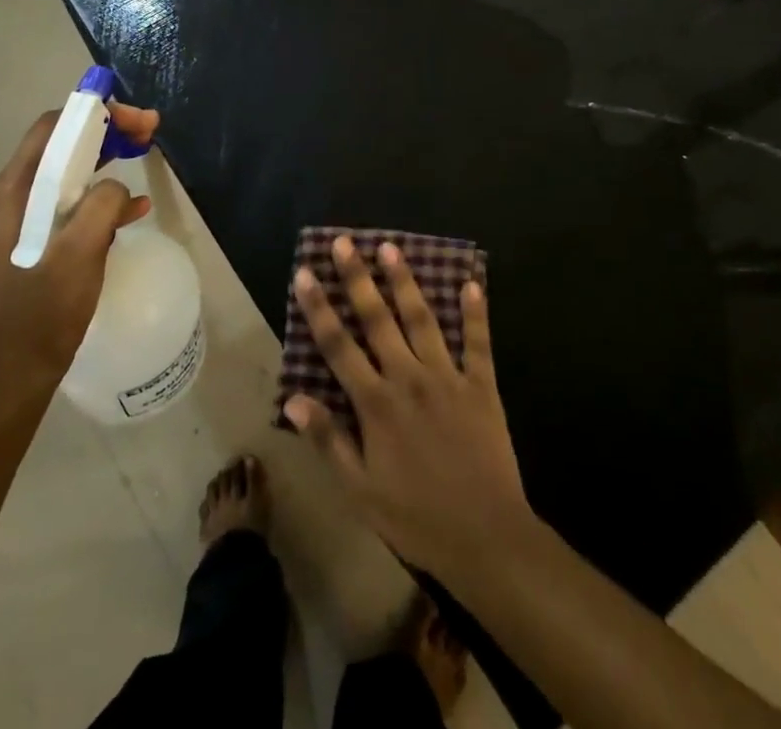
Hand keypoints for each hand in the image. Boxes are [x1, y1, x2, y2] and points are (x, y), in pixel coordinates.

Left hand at [0, 102, 160, 383]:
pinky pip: (73, 204)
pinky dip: (103, 197)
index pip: (54, 128)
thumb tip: (118, 189)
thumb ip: (101, 205)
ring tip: (146, 154)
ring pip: (70, 173)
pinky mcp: (38, 242)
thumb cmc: (41, 311)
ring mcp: (24, 220)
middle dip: (107, 131)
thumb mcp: (78, 253)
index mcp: (14, 190)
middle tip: (149, 131)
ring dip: (108, 160)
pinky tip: (135, 209)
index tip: (137, 119)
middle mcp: (14, 196)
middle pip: (63, 145)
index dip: (96, 113)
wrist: (12, 373)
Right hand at [284, 236, 531, 584]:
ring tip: (391, 248)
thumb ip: (329, 440)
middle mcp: (409, 378)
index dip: (319, 308)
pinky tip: (472, 282)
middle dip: (357, 278)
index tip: (306, 273)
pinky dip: (475, 312)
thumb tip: (294, 399)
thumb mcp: (361, 491)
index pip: (339, 345)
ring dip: (405, 282)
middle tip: (344, 242)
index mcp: (376, 404)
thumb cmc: (416, 518)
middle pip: (378, 319)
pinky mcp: (482, 386)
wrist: (486, 538)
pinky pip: (478, 342)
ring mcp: (448, 377)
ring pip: (422, 319)